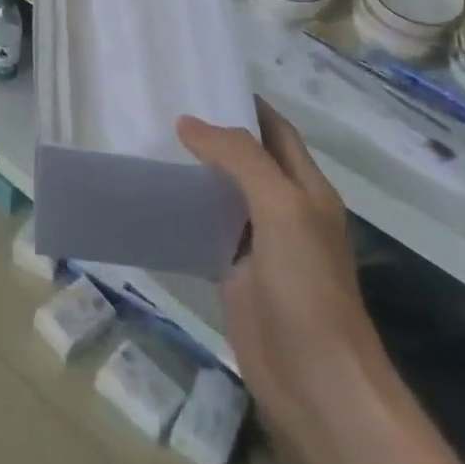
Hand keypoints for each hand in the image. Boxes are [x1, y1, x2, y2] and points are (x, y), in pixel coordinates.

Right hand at [179, 100, 391, 463]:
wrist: (317, 384)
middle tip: (160, 106)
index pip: (276, 131)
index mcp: (307, 189)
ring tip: (147, 140)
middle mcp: (284, 210)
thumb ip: (240, 159)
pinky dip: (182, 210)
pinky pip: (205, 229)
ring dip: (194, 169)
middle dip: (212, 133)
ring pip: (222, 193)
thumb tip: (188, 122)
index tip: (201, 79)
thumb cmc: (308, 289)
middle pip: (247, 158)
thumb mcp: (282, 209)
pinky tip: (151, 197)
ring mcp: (258, 244)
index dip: (245, 104)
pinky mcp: (234, 274)